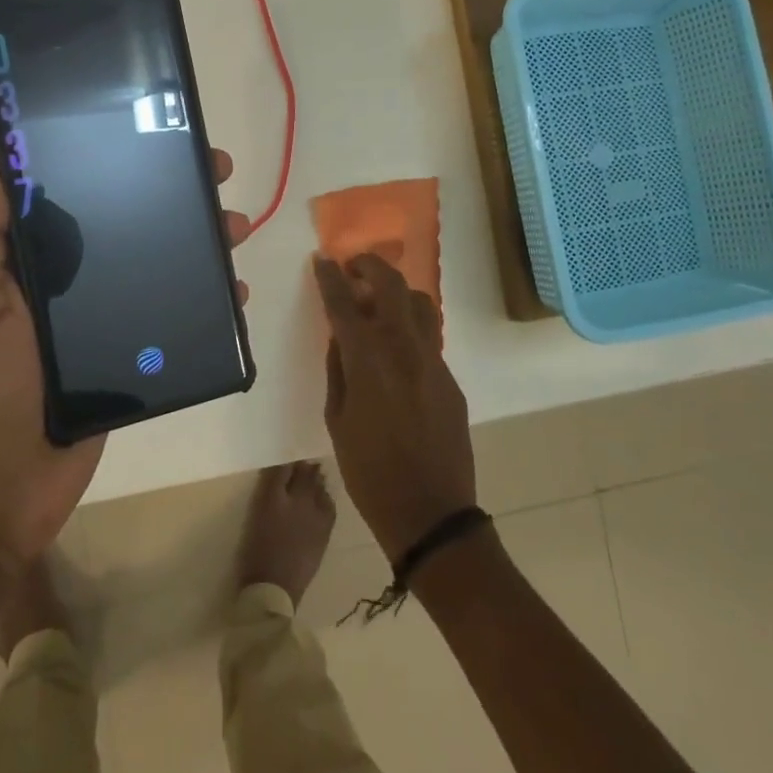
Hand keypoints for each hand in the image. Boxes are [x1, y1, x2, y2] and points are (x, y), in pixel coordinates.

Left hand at [0, 150, 248, 566]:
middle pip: (122, 224)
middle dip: (169, 195)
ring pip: (153, 266)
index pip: (68, 195)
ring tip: (235, 228)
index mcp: (23, 263)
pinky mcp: (126, 358)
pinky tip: (232, 292)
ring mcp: (98, 322)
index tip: (147, 135)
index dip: (106, 160)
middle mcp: (63, 284)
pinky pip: (167, 318)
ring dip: (196, 243)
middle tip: (215, 172)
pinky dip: (202, 302)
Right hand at [314, 254, 474, 562]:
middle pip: (391, 286)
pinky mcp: (450, 378)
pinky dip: (411, 325)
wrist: (430, 511)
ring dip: (397, 291)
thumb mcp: (338, 421)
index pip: (345, 304)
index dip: (331, 278)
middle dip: (370, 266)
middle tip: (354, 266)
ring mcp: (433, 361)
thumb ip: (338, 371)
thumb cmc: (370, 472)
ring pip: (421, 304)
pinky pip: (430, 336)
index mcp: (368, 360)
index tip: (322, 261)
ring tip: (379, 301)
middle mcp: (404, 348)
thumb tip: (341, 338)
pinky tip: (398, 346)